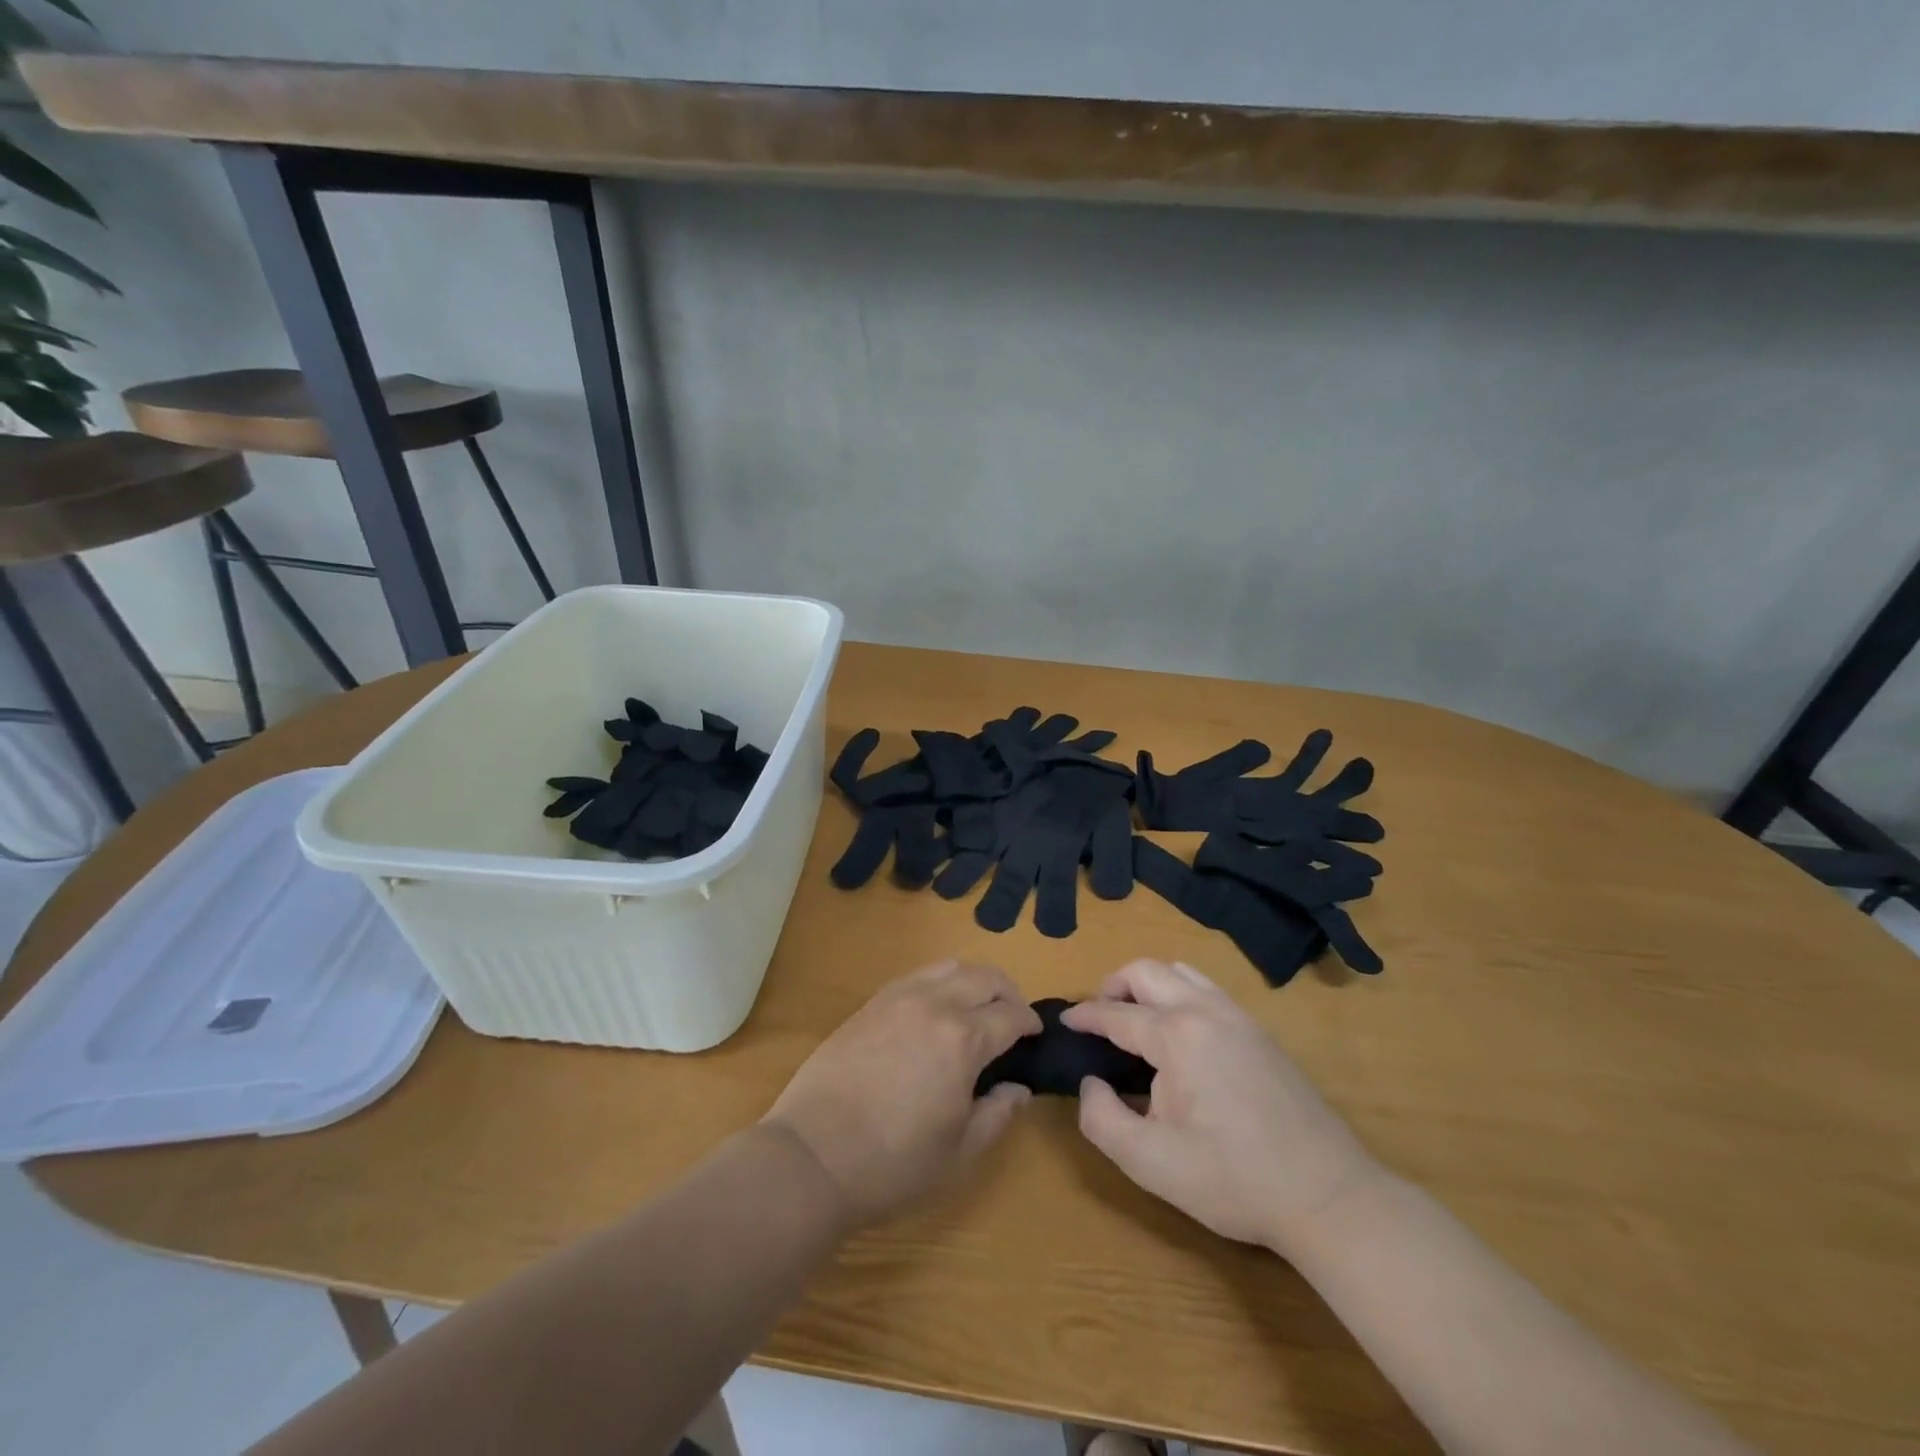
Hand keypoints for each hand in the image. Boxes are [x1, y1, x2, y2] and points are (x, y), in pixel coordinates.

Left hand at [763, 961, 1041, 1227]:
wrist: (813, 1155)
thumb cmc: (892, 1163)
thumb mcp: (958, 1152)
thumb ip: (997, 1114)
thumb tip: (1019, 1088)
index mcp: (963, 1039)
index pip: (1010, 1015)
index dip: (1030, 1023)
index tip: (1036, 1035)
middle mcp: (935, 1004)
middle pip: (984, 977)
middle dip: (1008, 993)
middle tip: (1013, 1018)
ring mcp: (898, 998)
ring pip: (949, 967)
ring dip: (973, 980)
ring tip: (977, 1007)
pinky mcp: (871, 1003)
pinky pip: (916, 976)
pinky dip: (939, 982)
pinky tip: (936, 1009)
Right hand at [1063, 959, 1378, 1252]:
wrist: (1327, 1196)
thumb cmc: (1232, 1179)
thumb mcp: (1150, 1163)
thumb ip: (1102, 1119)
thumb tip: (1089, 1084)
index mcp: (1175, 1036)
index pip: (1116, 1013)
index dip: (1084, 1016)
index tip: (1064, 1021)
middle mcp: (1205, 1011)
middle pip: (1147, 971)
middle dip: (1114, 985)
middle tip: (1099, 1017)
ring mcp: (1238, 1017)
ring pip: (1181, 972)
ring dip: (1149, 985)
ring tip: (1136, 1019)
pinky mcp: (1261, 1032)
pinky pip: (1208, 989)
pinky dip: (1180, 994)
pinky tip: (1180, 1034)